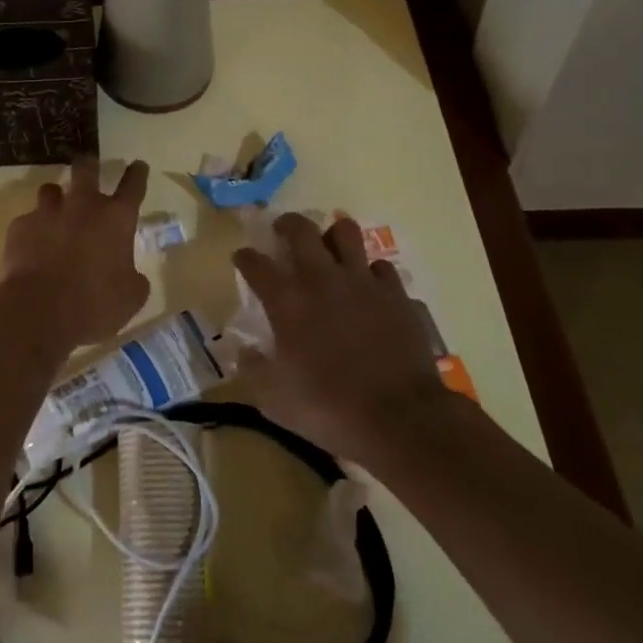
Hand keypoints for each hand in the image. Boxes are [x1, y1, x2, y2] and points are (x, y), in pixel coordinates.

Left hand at [0, 158, 150, 350]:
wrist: (40, 310)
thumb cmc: (95, 304)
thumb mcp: (131, 297)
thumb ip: (133, 279)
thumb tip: (130, 275)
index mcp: (116, 219)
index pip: (133, 185)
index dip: (137, 173)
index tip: (138, 165)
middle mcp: (83, 206)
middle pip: (86, 169)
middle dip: (90, 164)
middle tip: (90, 166)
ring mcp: (48, 213)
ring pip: (50, 189)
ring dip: (56, 197)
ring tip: (55, 210)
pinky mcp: (20, 226)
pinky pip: (27, 220)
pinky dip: (32, 230)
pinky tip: (31, 247)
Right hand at [231, 214, 449, 460]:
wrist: (400, 418)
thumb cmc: (329, 409)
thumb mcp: (274, 399)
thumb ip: (252, 369)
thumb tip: (243, 350)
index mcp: (287, 301)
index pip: (256, 264)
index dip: (245, 257)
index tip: (242, 257)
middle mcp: (322, 280)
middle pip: (301, 229)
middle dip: (287, 224)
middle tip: (283, 232)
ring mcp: (363, 282)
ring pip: (346, 232)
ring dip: (332, 236)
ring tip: (328, 249)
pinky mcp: (396, 294)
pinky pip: (380, 267)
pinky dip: (370, 272)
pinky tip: (367, 287)